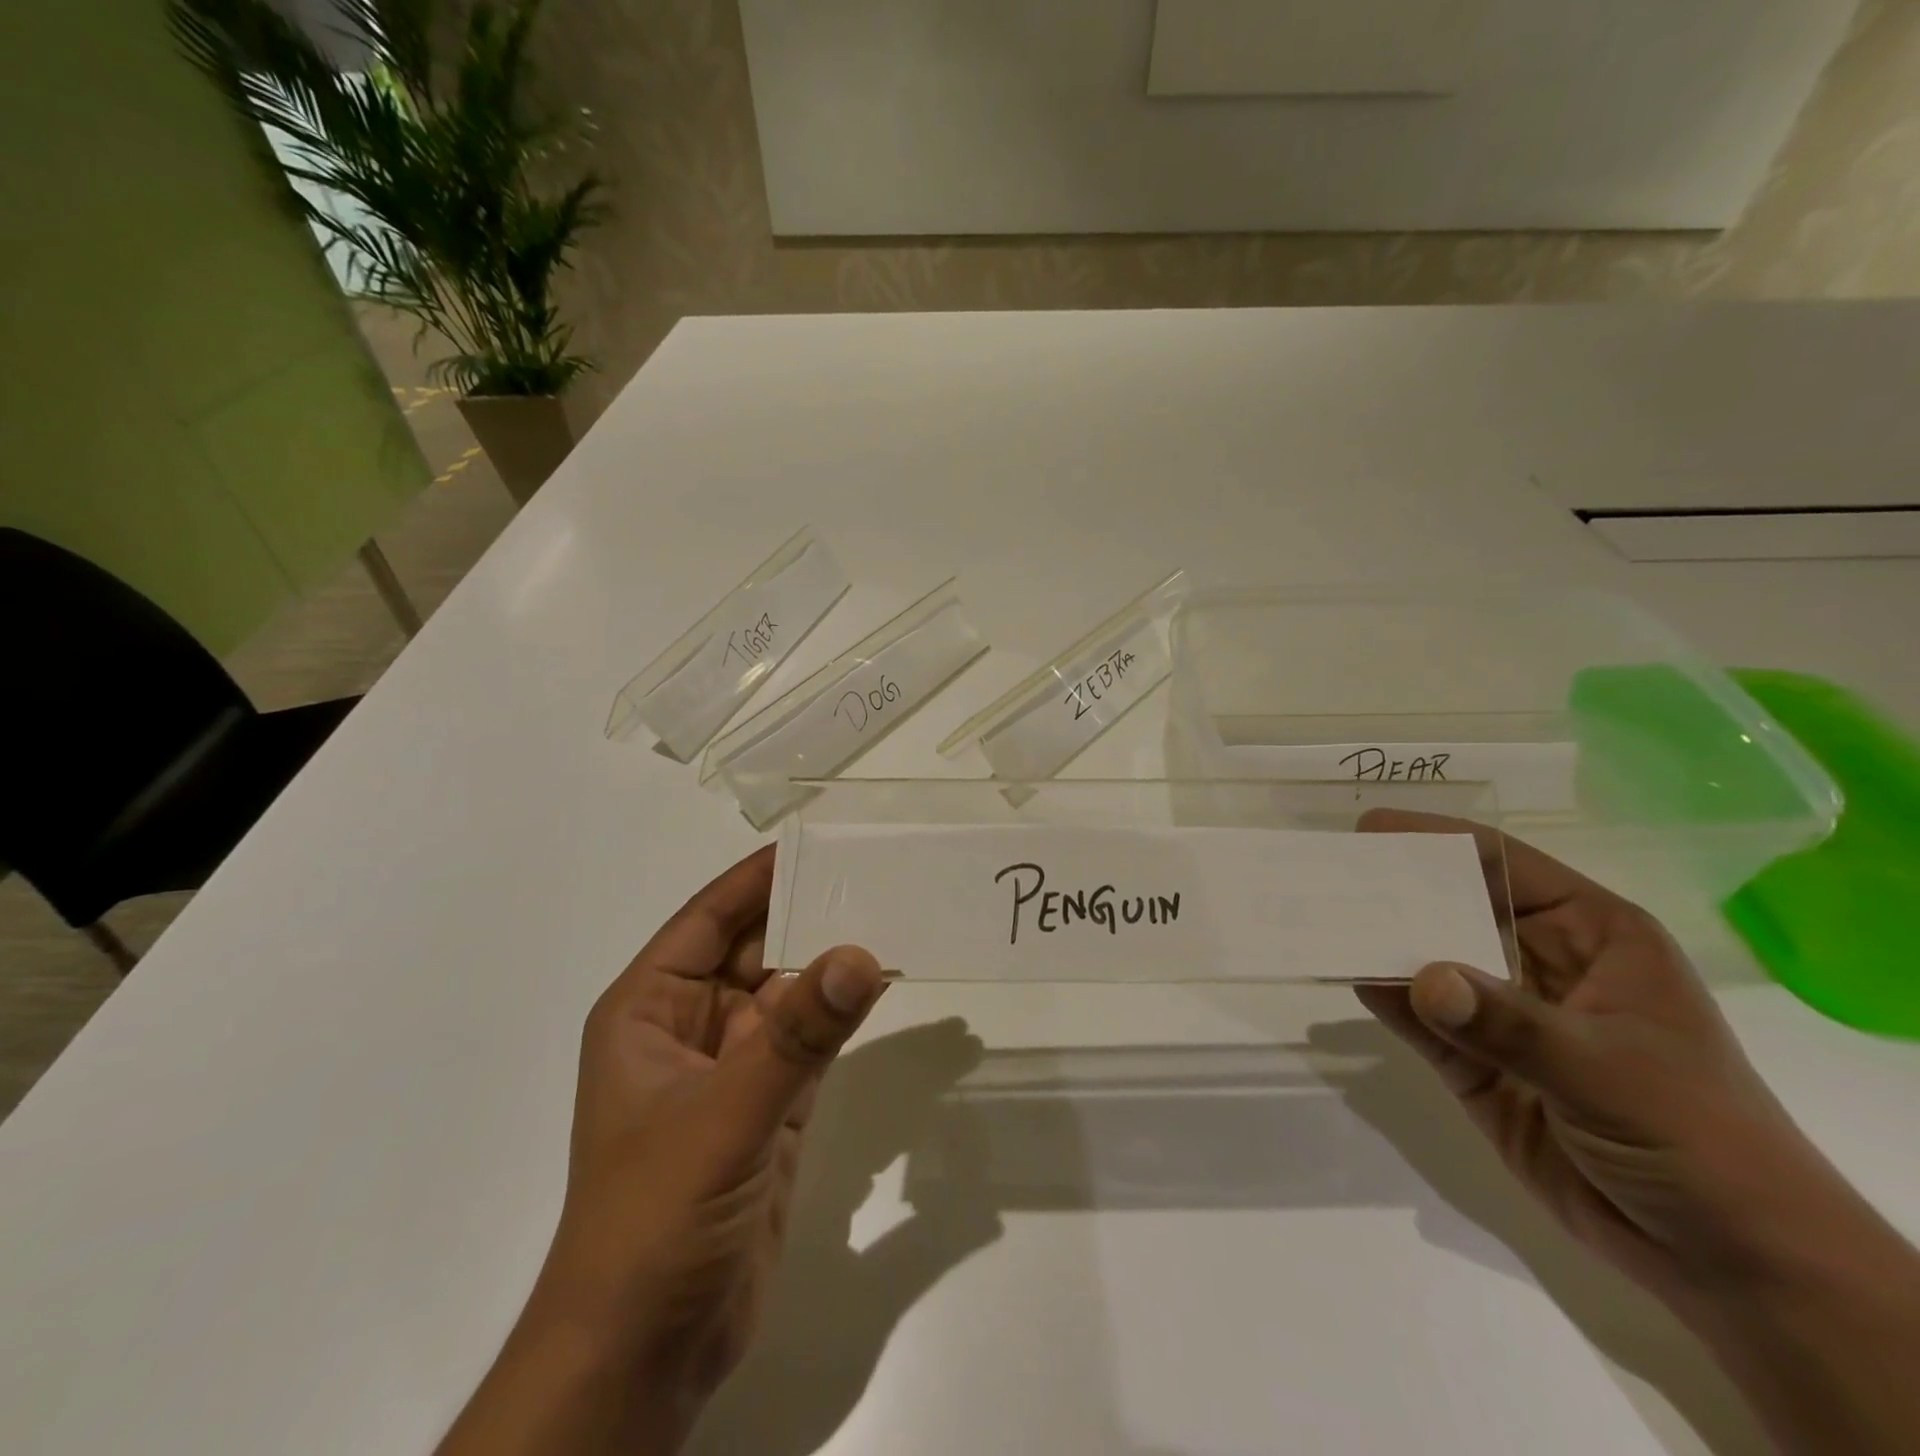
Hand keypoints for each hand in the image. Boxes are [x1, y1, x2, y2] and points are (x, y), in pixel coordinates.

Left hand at [439, 845, 886, 1455]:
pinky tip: (885, 986)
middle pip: (755, 949)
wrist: (645, 1354)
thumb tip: (862, 953)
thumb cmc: (655, 1217)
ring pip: (789, 996)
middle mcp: (690, 1027)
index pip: (708, 918)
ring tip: (893, 916)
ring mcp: (733, 1069)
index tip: (817, 838)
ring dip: (832, 964)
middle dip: (808, 914)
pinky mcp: (769, 1108)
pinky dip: (843, 1016)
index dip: (758, 876)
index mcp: (650, 1009)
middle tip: (876, 872)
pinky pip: (812, 1042)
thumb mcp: (725, 1115)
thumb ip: (797, 1036)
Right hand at [1352, 810, 1880, 1312]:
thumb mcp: (1610, 1073)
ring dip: (1376, 941)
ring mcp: (1502, 1012)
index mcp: (1592, 935)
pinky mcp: (1473, 1061)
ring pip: (1427, 960)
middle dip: (1392, 890)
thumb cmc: (1700, 1140)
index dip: (1438, 840)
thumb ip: (1510, 1023)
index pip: (1505, 866)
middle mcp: (1539, 960)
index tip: (1368, 829)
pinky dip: (1379, 995)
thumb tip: (1419, 978)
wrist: (1727, 1262)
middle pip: (1453, 907)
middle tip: (1324, 872)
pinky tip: (1341, 973)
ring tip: (1313, 916)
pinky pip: (1416, 1016)